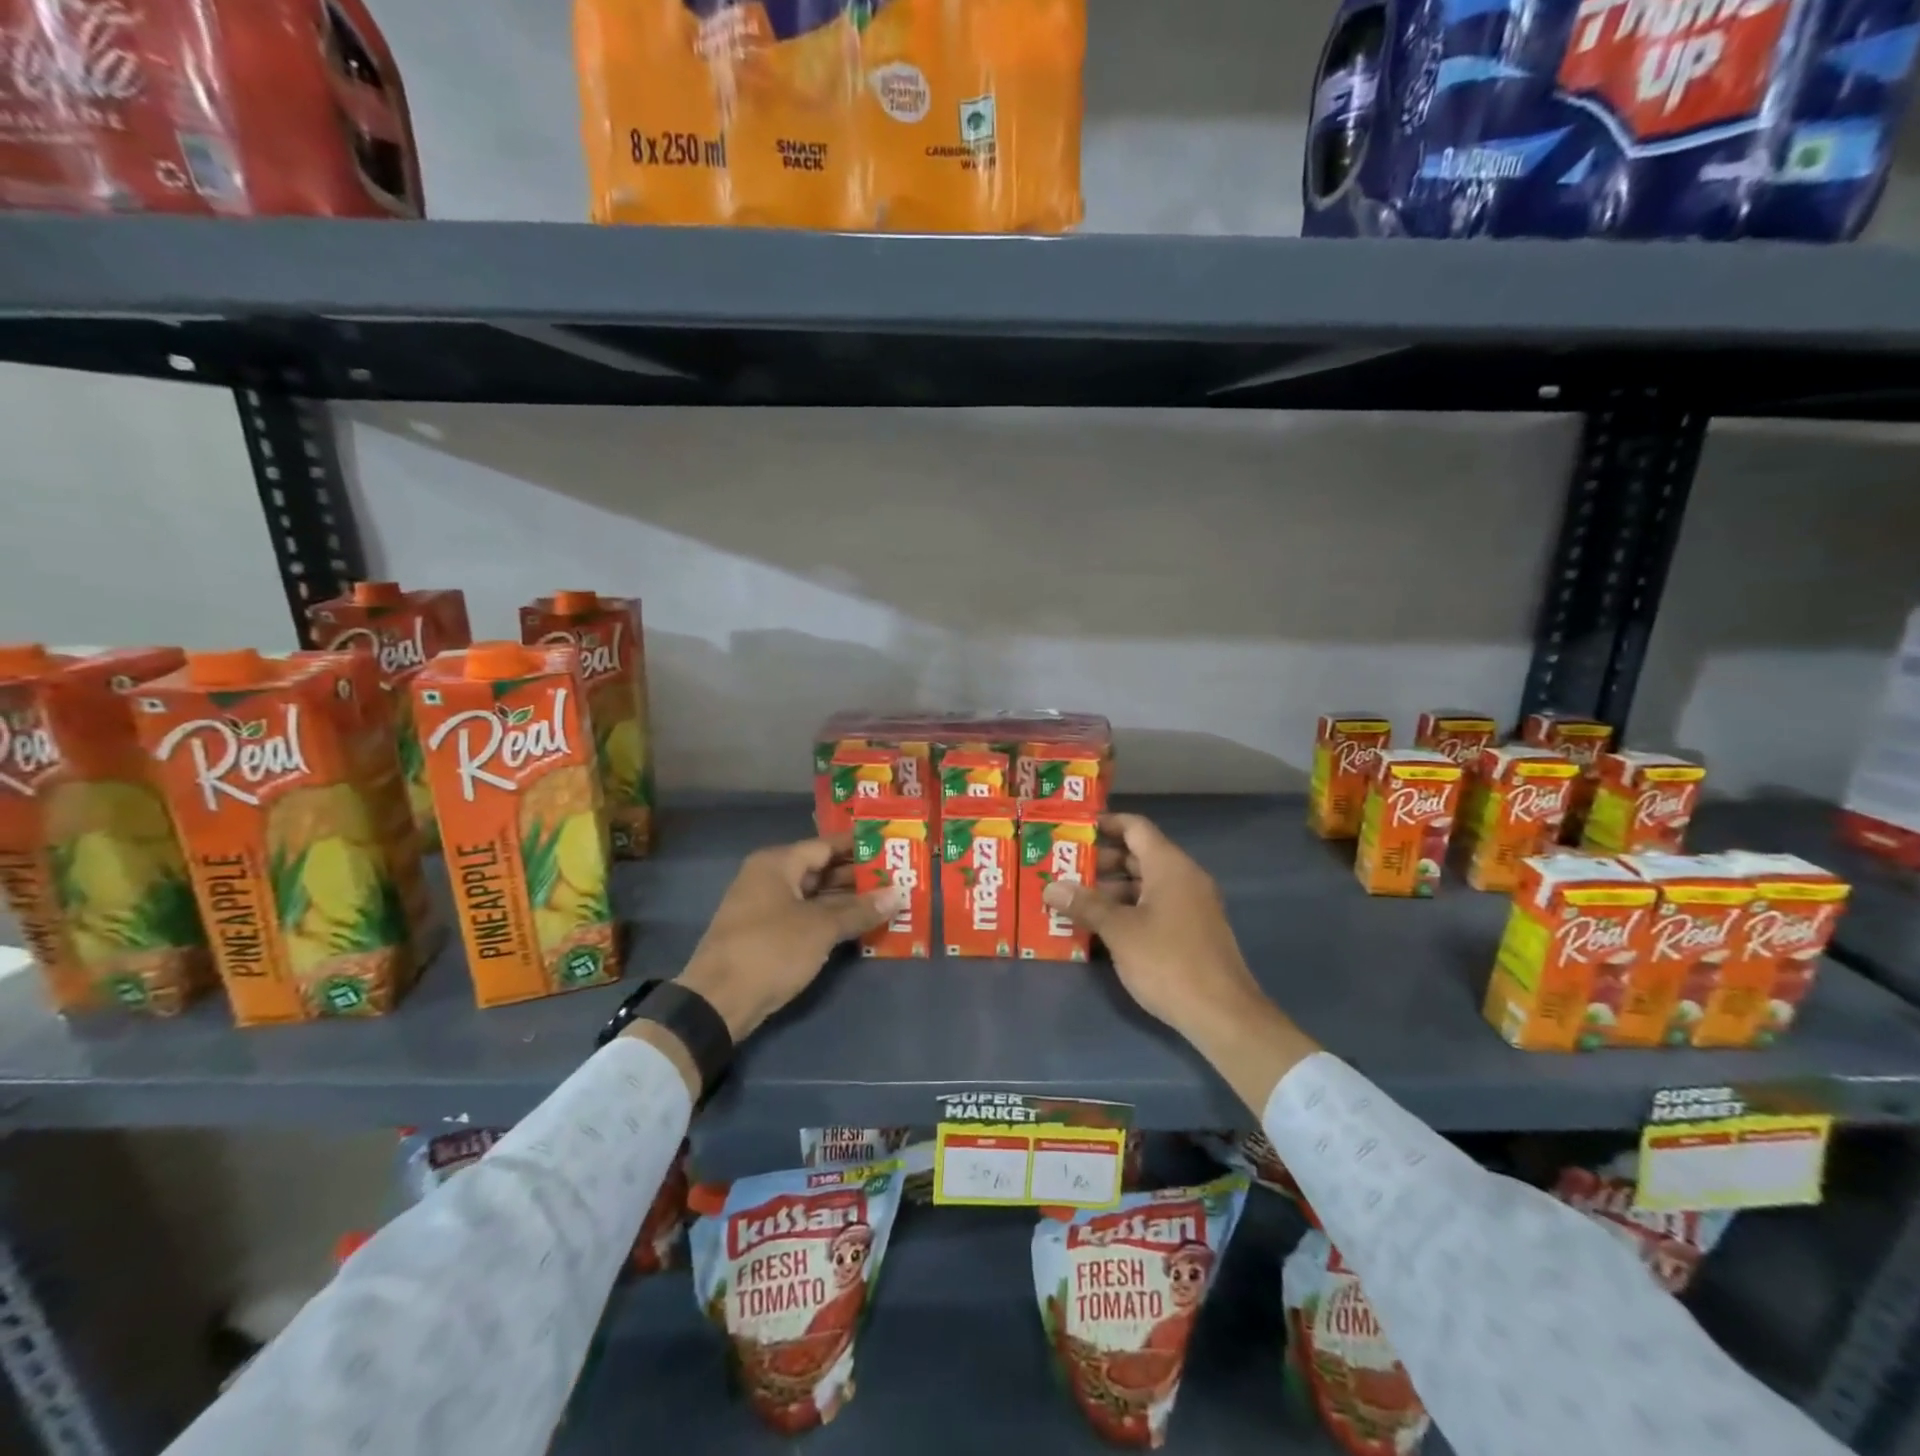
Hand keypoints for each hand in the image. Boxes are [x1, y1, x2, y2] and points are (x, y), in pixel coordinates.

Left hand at [637, 838, 900, 1062]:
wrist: (718, 1002)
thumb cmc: (771, 950)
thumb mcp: (821, 928)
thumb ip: (860, 910)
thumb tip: (898, 894)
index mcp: (777, 863)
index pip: (826, 845)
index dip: (860, 846)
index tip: (892, 846)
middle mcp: (770, 878)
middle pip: (821, 869)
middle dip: (858, 876)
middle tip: (898, 877)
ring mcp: (767, 908)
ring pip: (816, 896)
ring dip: (848, 901)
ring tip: (888, 901)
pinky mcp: (768, 935)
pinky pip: (807, 917)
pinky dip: (832, 920)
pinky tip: (862, 926)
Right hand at [1041, 812, 1318, 1113]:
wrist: (1222, 1015)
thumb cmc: (1168, 962)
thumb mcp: (1119, 931)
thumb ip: (1085, 905)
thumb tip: (1050, 887)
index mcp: (1169, 866)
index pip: (1135, 827)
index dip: (1105, 823)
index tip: (1073, 831)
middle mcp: (1184, 877)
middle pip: (1138, 855)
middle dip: (1100, 861)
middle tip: (1063, 870)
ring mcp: (1191, 905)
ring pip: (1145, 884)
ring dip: (1110, 890)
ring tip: (1073, 901)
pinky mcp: (1191, 931)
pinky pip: (1154, 906)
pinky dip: (1127, 909)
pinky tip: (1100, 928)